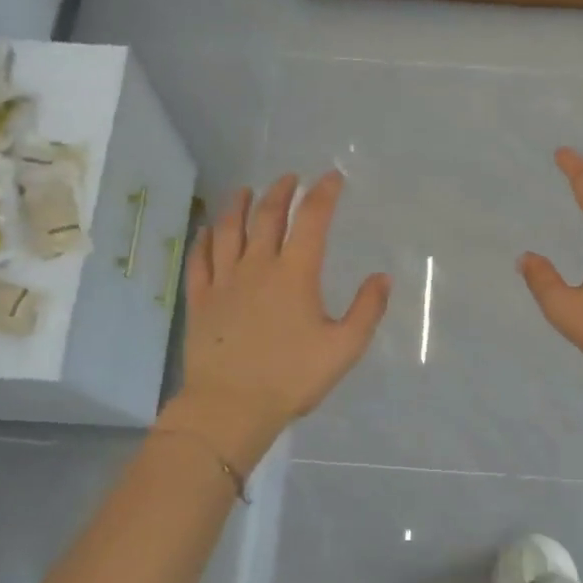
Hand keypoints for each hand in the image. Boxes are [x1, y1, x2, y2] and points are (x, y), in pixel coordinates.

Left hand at [172, 172, 389, 460]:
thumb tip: (382, 277)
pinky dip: (204, 240)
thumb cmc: (292, 378)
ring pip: (229, 231)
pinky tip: (207, 230)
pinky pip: (200, 260)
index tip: (332, 177)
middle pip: (267, 217)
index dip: (323, 194)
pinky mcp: (200, 300)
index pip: (311, 220)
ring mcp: (224, 281)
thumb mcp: (343, 348)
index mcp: (295, 274)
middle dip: (280, 192)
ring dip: (237, 205)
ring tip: (244, 190)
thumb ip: (367, 310)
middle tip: (289, 178)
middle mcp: (257, 267)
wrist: (231, 405)